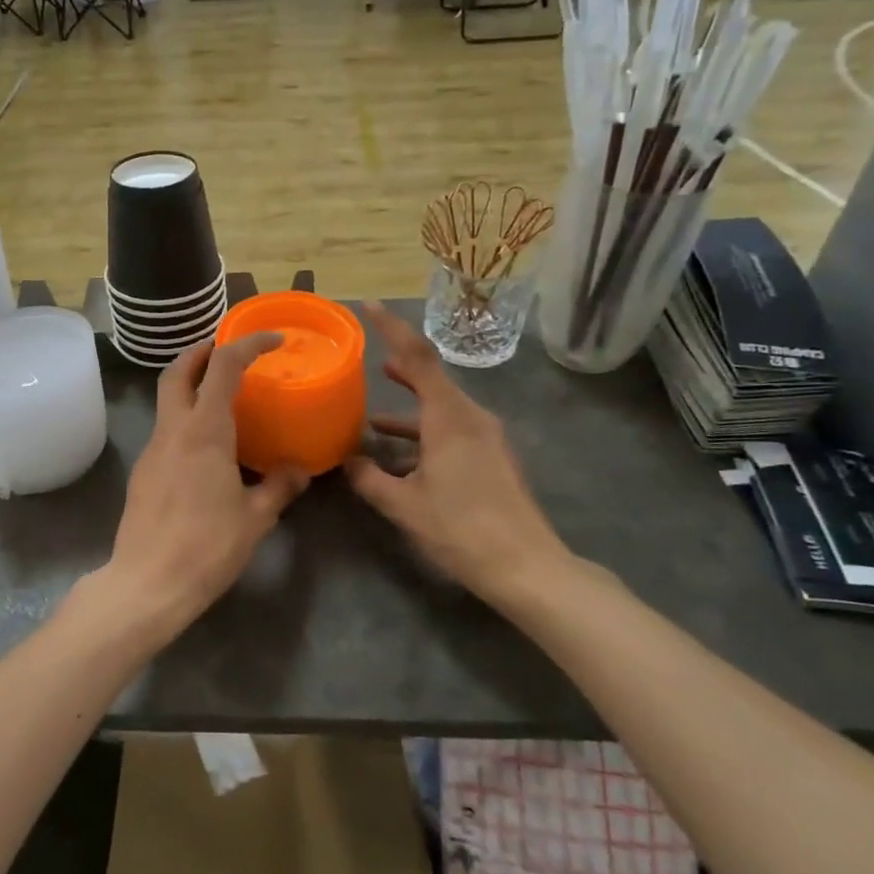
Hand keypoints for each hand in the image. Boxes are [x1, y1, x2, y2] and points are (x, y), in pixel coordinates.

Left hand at [84, 334, 308, 648]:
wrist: (148, 583)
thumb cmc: (208, 546)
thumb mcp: (256, 517)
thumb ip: (278, 487)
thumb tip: (299, 471)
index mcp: (204, 430)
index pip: (223, 367)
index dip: (247, 344)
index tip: (272, 340)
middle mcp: (173, 430)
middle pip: (178, 371)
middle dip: (201, 351)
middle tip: (227, 349)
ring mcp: (152, 450)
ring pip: (166, 400)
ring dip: (190, 384)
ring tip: (221, 395)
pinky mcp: (143, 472)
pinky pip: (165, 430)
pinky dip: (184, 418)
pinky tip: (205, 446)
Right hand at [344, 303, 582, 613]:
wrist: (526, 567)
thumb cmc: (461, 527)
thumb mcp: (404, 505)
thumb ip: (369, 478)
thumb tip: (347, 461)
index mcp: (449, 417)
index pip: (418, 357)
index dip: (392, 328)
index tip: (369, 307)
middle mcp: (471, 417)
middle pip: (432, 378)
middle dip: (400, 368)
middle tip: (369, 359)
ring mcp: (486, 437)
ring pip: (440, 408)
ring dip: (409, 408)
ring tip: (373, 413)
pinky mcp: (492, 457)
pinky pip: (452, 430)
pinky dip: (424, 433)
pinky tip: (401, 456)